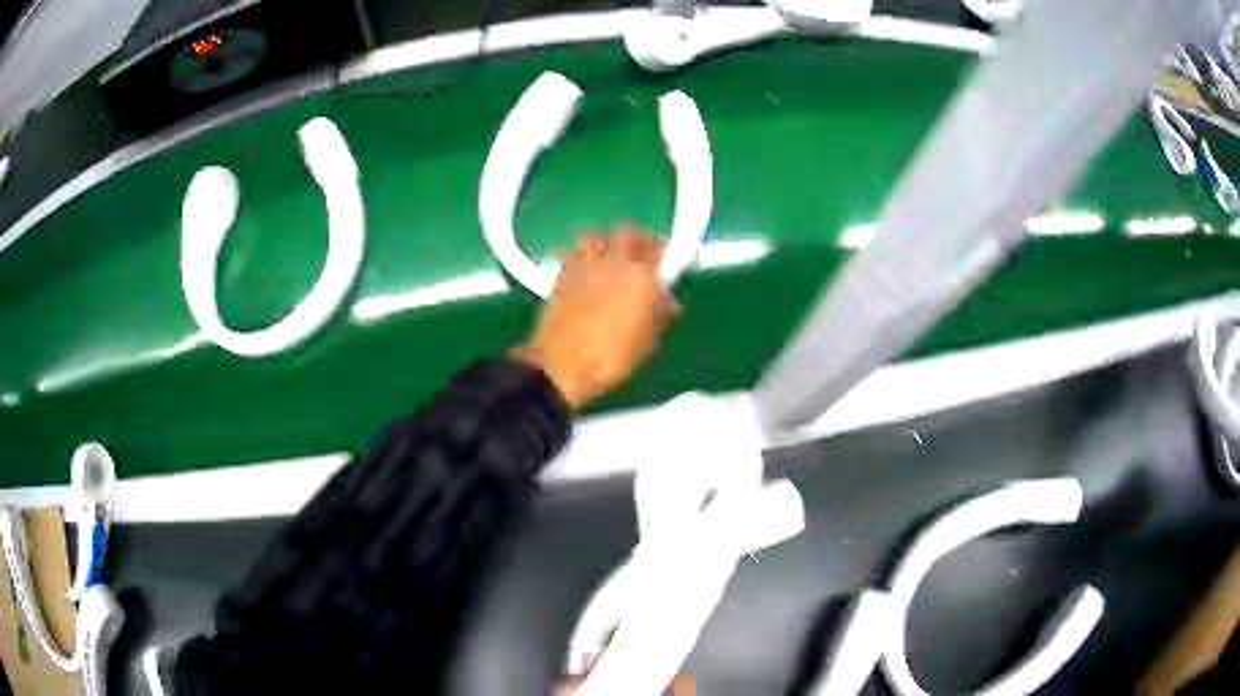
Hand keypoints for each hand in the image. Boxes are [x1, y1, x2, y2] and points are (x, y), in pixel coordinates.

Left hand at [514, 225, 679, 408]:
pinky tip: (587, 269)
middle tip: (642, 252)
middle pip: (627, 231)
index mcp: (641, 277)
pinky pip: (574, 251)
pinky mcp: (562, 273)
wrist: (563, 365)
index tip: (666, 256)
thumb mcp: (647, 341)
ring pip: (597, 235)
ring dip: (607, 240)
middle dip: (637, 238)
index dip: (664, 249)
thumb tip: (667, 302)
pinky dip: (583, 254)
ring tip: (611, 255)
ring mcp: (584, 264)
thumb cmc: (612, 358)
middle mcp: (613, 262)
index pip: (658, 247)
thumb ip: (659, 314)